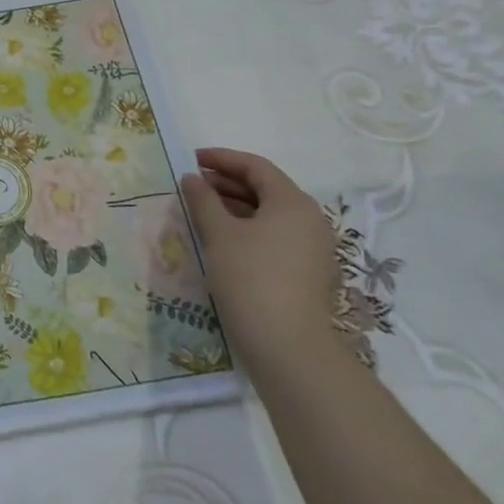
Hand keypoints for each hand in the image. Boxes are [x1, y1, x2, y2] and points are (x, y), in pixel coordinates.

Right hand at [179, 148, 341, 371]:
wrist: (288, 345)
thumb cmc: (250, 278)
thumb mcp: (219, 234)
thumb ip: (203, 200)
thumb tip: (192, 178)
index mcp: (292, 202)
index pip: (256, 167)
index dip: (222, 159)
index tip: (191, 159)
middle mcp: (309, 219)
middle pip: (266, 188)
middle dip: (227, 182)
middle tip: (192, 185)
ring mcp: (312, 246)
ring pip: (269, 213)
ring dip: (235, 206)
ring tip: (202, 210)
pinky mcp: (307, 270)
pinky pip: (275, 235)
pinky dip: (248, 228)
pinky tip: (223, 239)